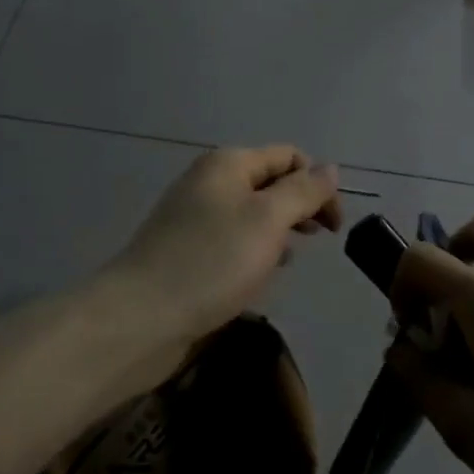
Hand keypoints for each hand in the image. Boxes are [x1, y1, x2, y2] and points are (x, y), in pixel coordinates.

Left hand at [103, 145, 342, 364]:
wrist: (140, 317)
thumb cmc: (212, 262)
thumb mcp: (268, 220)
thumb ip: (303, 191)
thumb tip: (330, 169)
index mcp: (228, 164)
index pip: (288, 156)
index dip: (318, 183)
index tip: (334, 226)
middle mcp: (209, 182)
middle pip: (269, 183)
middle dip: (300, 207)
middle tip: (320, 239)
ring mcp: (194, 218)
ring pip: (252, 215)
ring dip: (278, 233)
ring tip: (287, 261)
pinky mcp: (186, 252)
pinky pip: (232, 242)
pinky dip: (253, 253)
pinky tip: (258, 276)